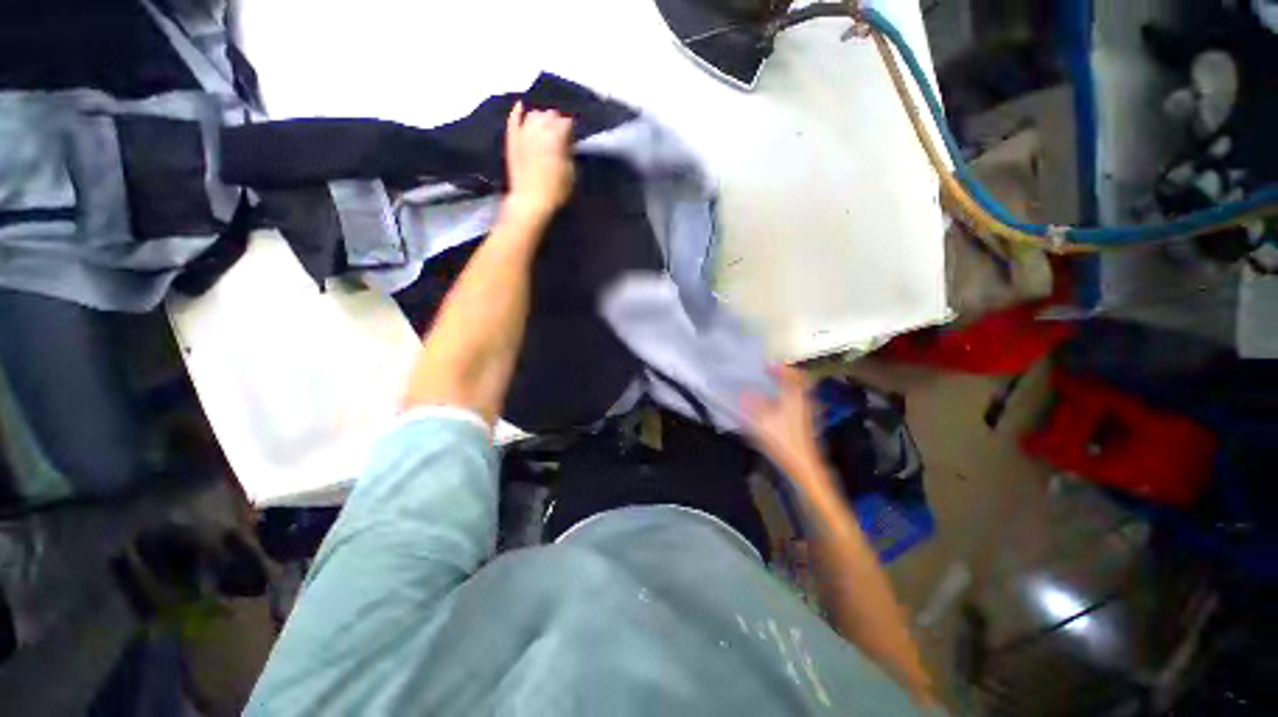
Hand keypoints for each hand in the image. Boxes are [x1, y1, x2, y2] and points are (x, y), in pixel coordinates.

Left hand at [504, 101, 574, 219]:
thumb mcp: (571, 173)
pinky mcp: (512, 139)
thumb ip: (570, 152)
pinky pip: (513, 119)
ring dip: (542, 118)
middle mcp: (539, 129)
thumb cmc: (555, 191)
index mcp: (556, 136)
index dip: (573, 129)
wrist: (530, 202)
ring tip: (546, 126)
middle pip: (550, 114)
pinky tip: (520, 106)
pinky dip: (517, 112)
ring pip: (534, 114)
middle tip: (562, 133)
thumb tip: (568, 142)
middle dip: (557, 121)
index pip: (567, 122)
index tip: (575, 137)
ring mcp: (523, 132)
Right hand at [743, 367, 826, 481]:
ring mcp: (806, 412)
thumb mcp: (762, 421)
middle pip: (800, 381)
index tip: (768, 365)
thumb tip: (744, 392)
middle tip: (774, 371)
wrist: (804, 466)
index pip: (793, 375)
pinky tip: (777, 403)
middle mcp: (804, 401)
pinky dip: (789, 396)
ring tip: (774, 383)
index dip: (781, 368)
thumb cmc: (784, 442)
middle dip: (788, 374)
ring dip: (789, 385)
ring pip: (800, 391)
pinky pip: (798, 401)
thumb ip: (753, 404)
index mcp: (795, 397)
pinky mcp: (805, 422)